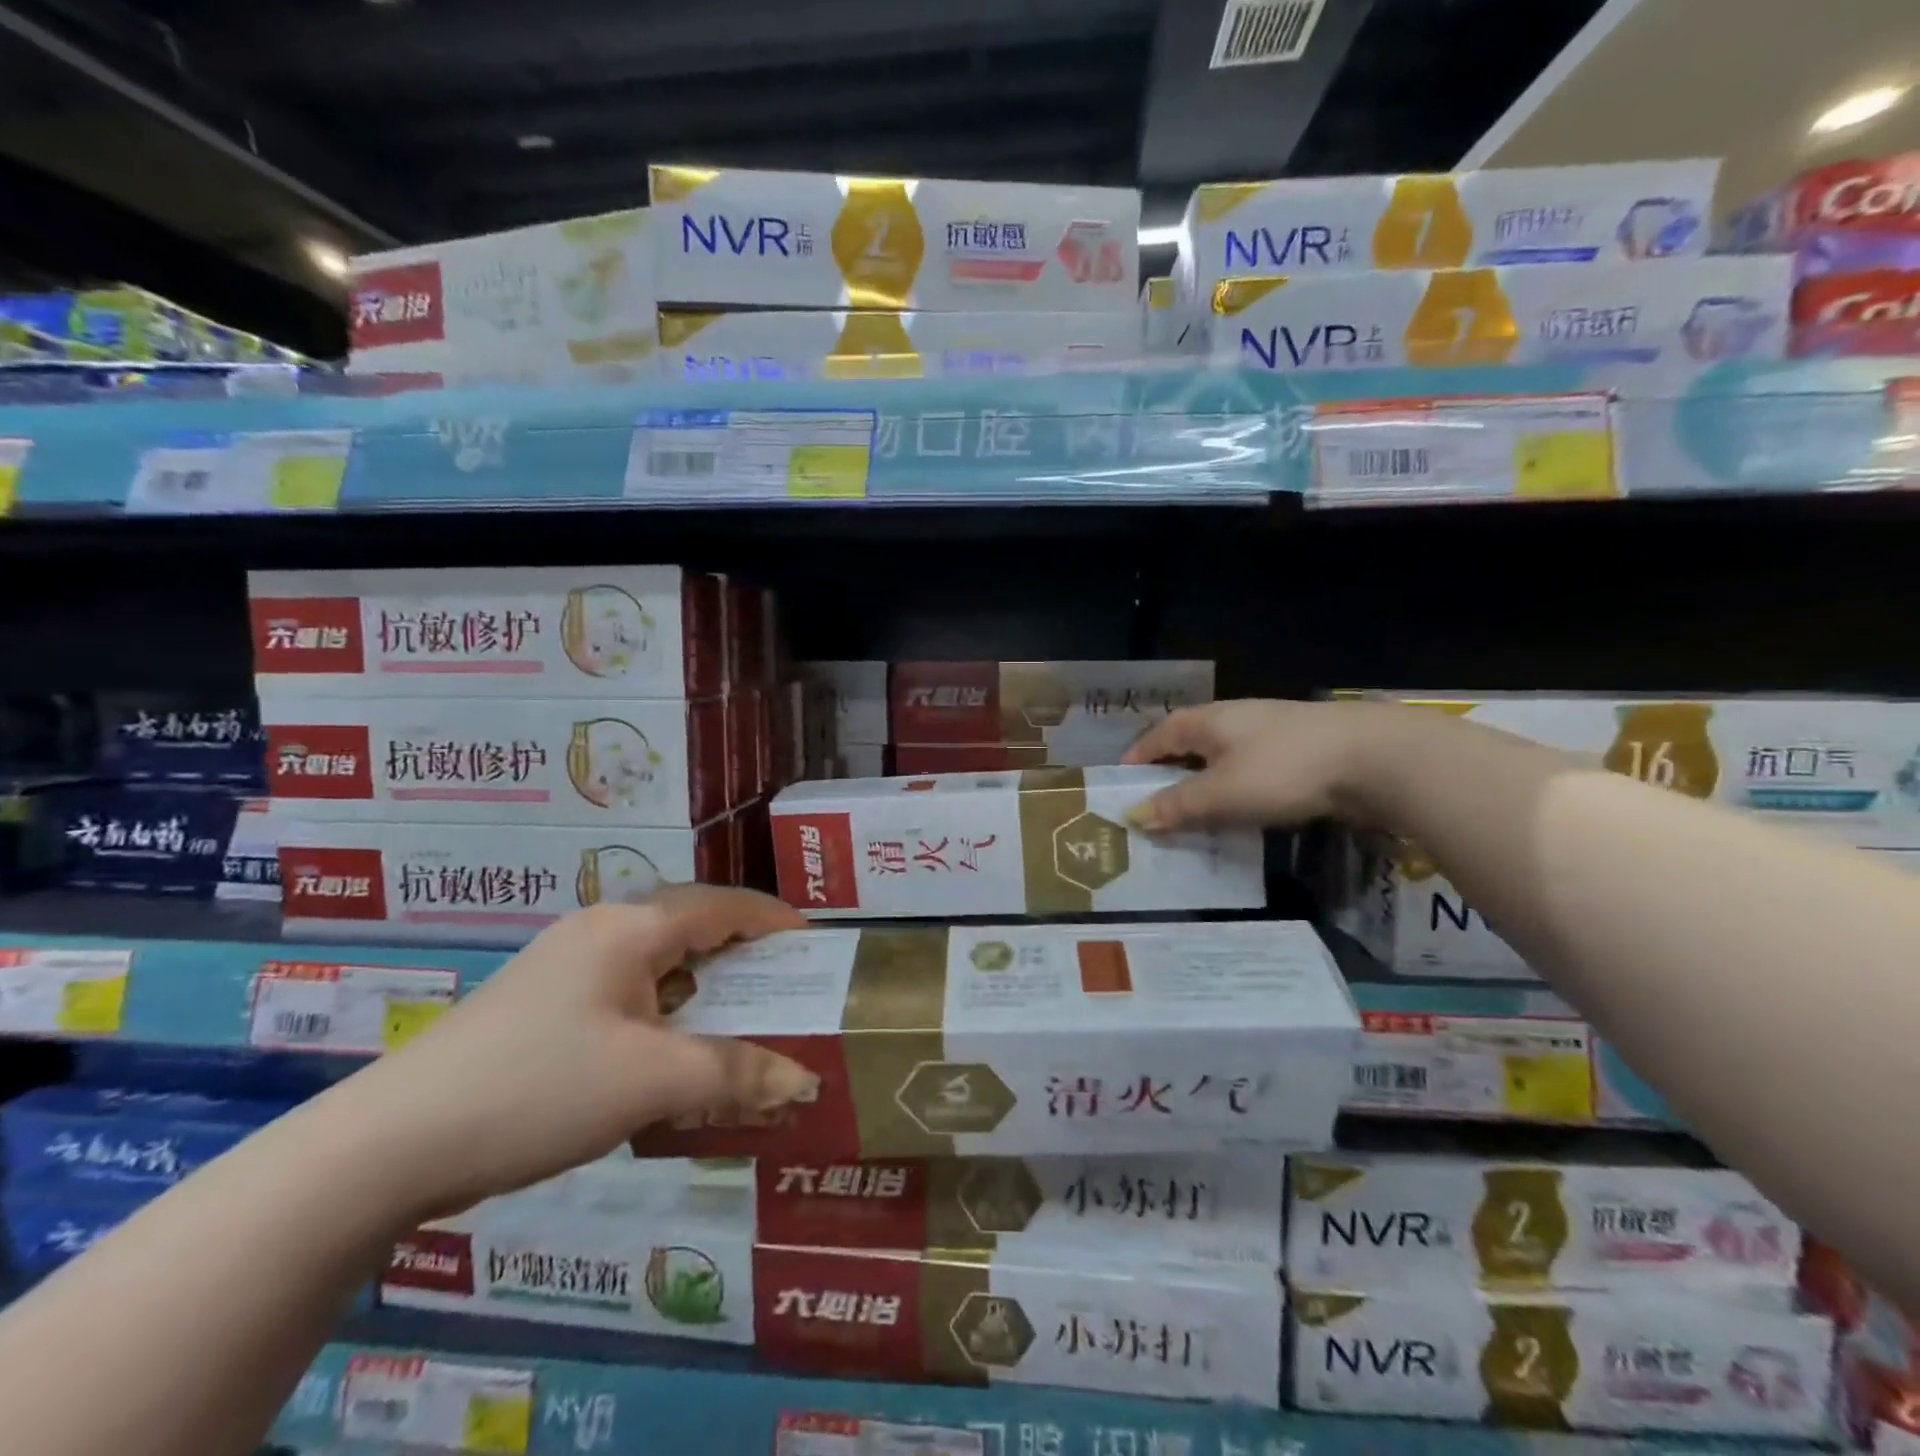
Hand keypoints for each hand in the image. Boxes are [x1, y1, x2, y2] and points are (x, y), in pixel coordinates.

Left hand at [330, 885, 815, 1217]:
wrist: (391, 1143)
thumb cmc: (540, 1088)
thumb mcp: (652, 1081)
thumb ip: (736, 1074)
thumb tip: (805, 1080)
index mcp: (631, 927)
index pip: (724, 904)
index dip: (774, 919)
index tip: (814, 942)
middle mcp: (601, 930)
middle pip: (692, 925)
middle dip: (743, 952)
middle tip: (784, 985)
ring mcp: (565, 964)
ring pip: (657, 960)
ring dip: (702, 985)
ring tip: (737, 1019)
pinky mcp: (542, 1002)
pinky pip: (626, 989)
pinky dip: (665, 1009)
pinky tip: (669, 1050)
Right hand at [1122, 698, 1387, 831]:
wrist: (1376, 759)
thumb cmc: (1284, 770)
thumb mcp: (1222, 794)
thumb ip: (1177, 806)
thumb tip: (1133, 815)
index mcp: (1209, 721)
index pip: (1159, 734)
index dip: (1138, 756)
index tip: (1122, 780)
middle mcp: (1236, 719)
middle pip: (1191, 742)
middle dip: (1170, 769)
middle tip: (1154, 801)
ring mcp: (1272, 733)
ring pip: (1224, 757)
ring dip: (1205, 781)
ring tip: (1194, 812)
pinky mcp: (1302, 752)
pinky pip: (1253, 770)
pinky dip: (1237, 789)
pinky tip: (1243, 810)